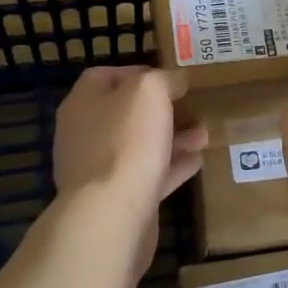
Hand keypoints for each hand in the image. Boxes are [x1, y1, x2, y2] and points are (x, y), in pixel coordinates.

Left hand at [53, 65, 207, 217]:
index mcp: (83, 103)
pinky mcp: (116, 199)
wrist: (111, 214)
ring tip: (203, 134)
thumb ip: (163, 80)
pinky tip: (197, 162)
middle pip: (125, 113)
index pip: (105, 76)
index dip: (139, 73)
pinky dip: (172, 167)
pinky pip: (147, 175)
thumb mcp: (149, 92)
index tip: (171, 78)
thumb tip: (175, 81)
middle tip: (192, 107)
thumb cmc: (127, 141)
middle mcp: (85, 133)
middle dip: (161, 109)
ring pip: (139, 145)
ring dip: (172, 138)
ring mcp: (98, 169)